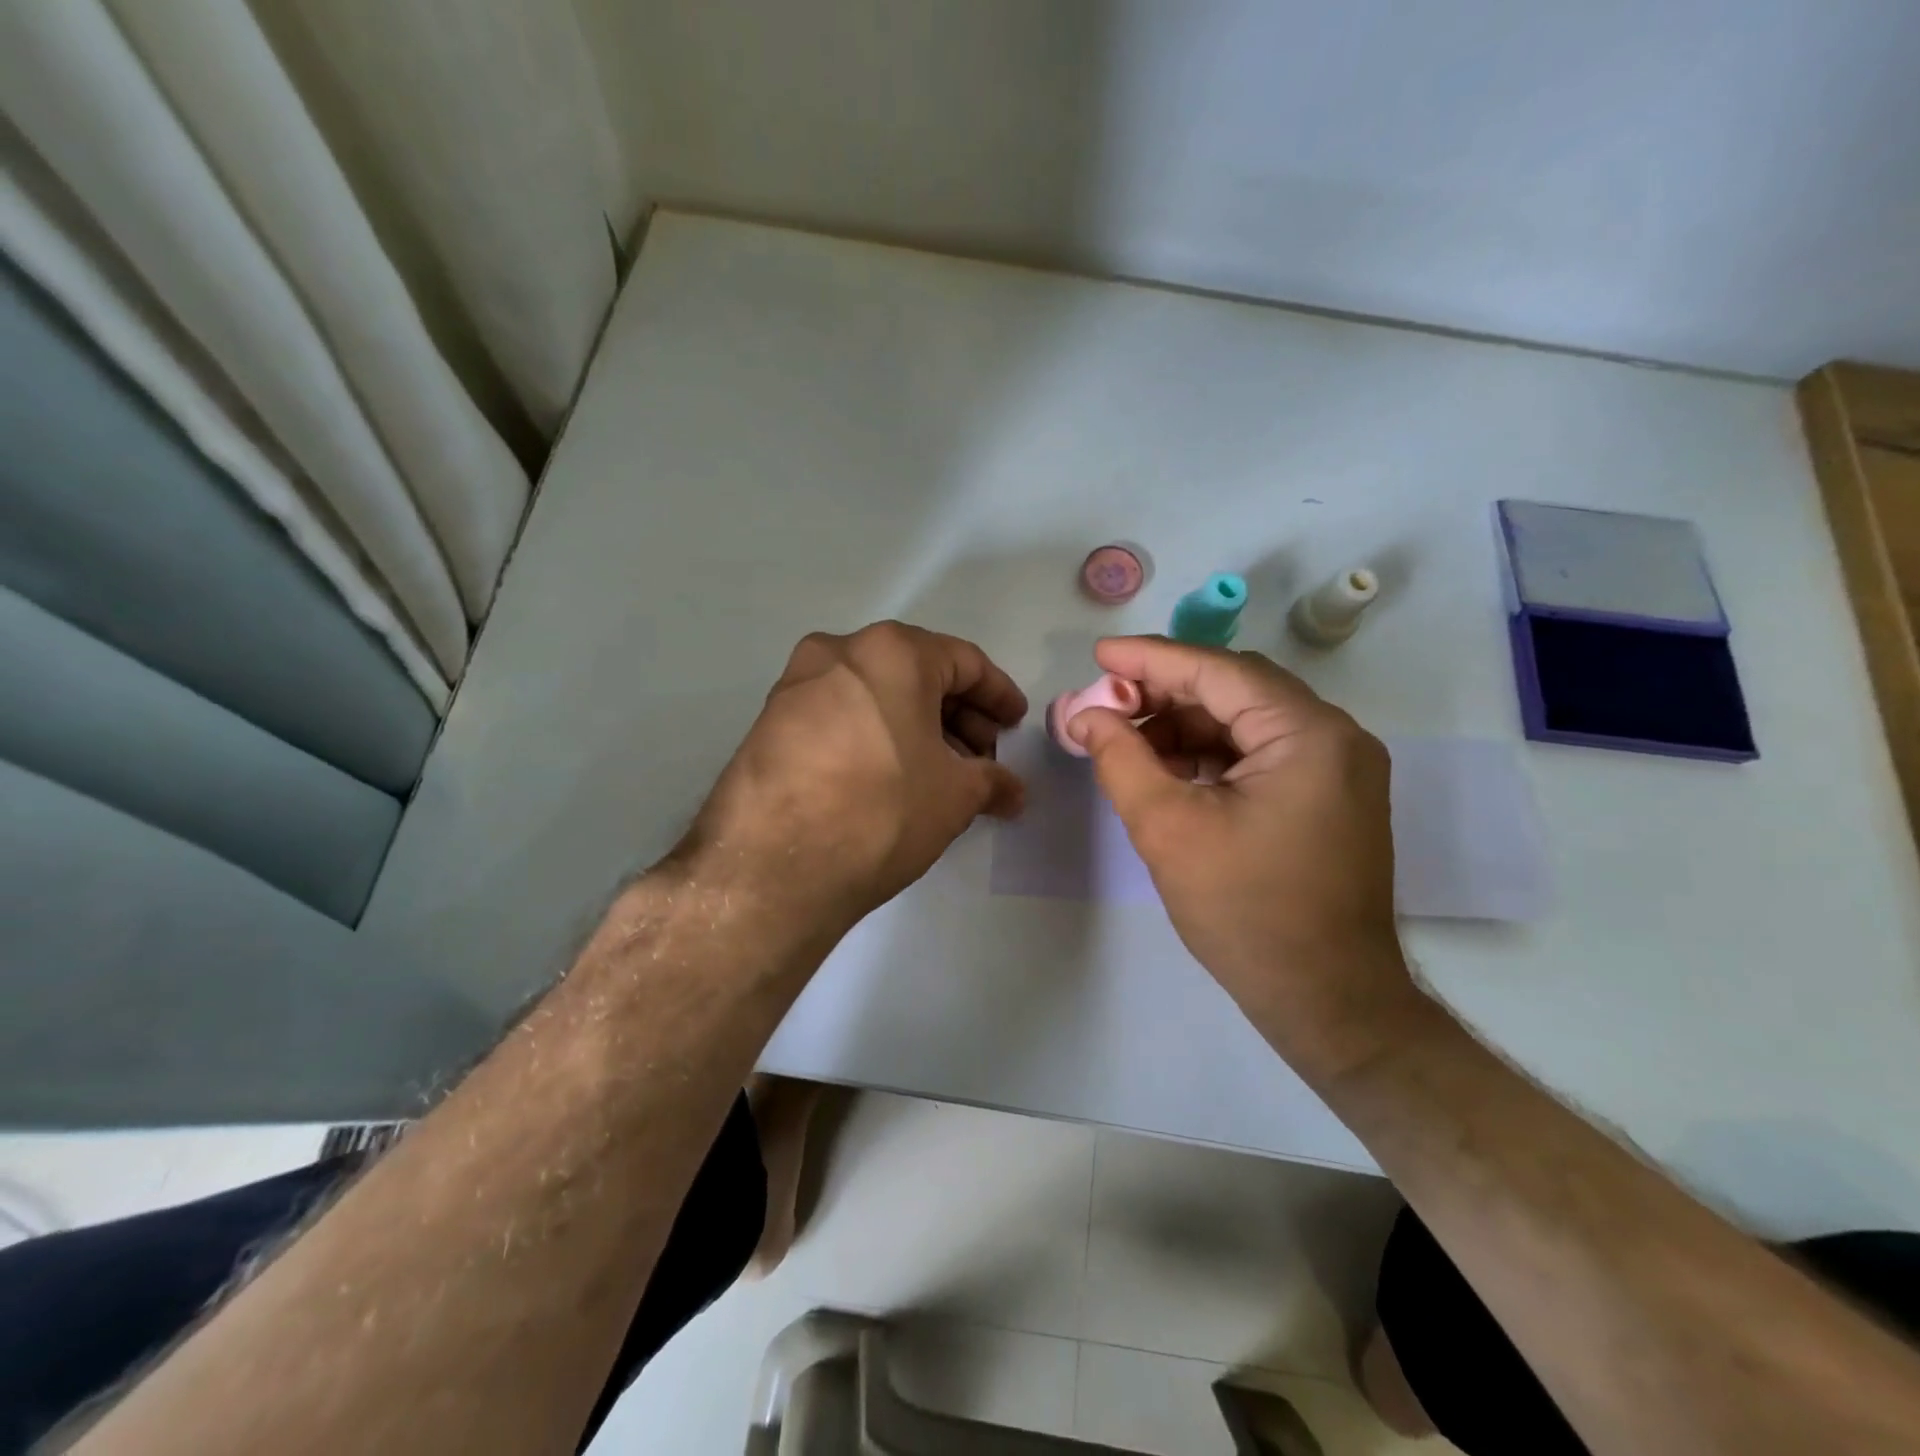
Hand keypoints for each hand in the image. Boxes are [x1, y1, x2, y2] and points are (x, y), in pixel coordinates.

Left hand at [683, 621, 1027, 941]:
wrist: (771, 867)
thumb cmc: (880, 812)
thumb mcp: (954, 796)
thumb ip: (993, 782)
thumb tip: (1013, 792)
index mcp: (892, 652)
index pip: (964, 662)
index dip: (998, 696)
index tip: (1015, 726)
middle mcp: (839, 652)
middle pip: (917, 674)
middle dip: (958, 716)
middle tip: (981, 760)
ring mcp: (797, 685)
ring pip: (877, 695)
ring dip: (917, 728)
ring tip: (939, 776)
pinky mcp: (769, 722)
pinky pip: (841, 716)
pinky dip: (876, 737)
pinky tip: (890, 780)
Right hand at [1066, 637, 1417, 1070]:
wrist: (1328, 1001)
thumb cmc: (1247, 912)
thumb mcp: (1168, 829)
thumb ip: (1121, 759)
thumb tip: (1087, 714)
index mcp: (1308, 734)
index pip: (1218, 671)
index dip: (1151, 659)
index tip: (1098, 654)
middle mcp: (1335, 737)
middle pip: (1235, 690)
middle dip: (1164, 693)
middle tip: (1104, 704)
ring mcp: (1338, 768)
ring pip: (1245, 721)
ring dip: (1183, 725)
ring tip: (1125, 741)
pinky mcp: (1329, 796)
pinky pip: (1260, 753)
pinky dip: (1210, 754)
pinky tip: (1166, 769)